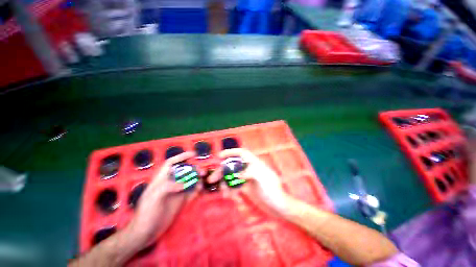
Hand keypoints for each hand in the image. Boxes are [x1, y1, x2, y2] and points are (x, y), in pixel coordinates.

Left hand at [125, 151, 208, 249]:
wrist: (146, 233)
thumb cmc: (146, 214)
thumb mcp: (153, 198)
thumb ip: (167, 187)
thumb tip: (184, 183)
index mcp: (161, 179)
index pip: (171, 163)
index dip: (182, 157)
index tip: (193, 154)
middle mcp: (170, 183)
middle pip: (184, 171)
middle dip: (194, 169)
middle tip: (202, 172)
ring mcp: (176, 192)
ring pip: (189, 181)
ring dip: (197, 180)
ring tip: (203, 182)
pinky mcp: (180, 201)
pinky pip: (191, 192)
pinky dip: (197, 190)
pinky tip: (200, 192)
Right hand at [218, 148, 288, 212]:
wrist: (279, 207)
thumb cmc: (273, 190)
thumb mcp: (263, 178)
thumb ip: (249, 172)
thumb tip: (236, 174)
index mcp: (254, 163)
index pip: (242, 153)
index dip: (231, 152)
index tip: (219, 156)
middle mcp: (249, 169)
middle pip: (233, 166)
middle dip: (222, 171)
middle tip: (212, 179)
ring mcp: (247, 179)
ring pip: (232, 176)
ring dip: (225, 183)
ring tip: (223, 193)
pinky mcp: (246, 188)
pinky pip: (234, 186)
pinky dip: (230, 190)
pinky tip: (230, 197)